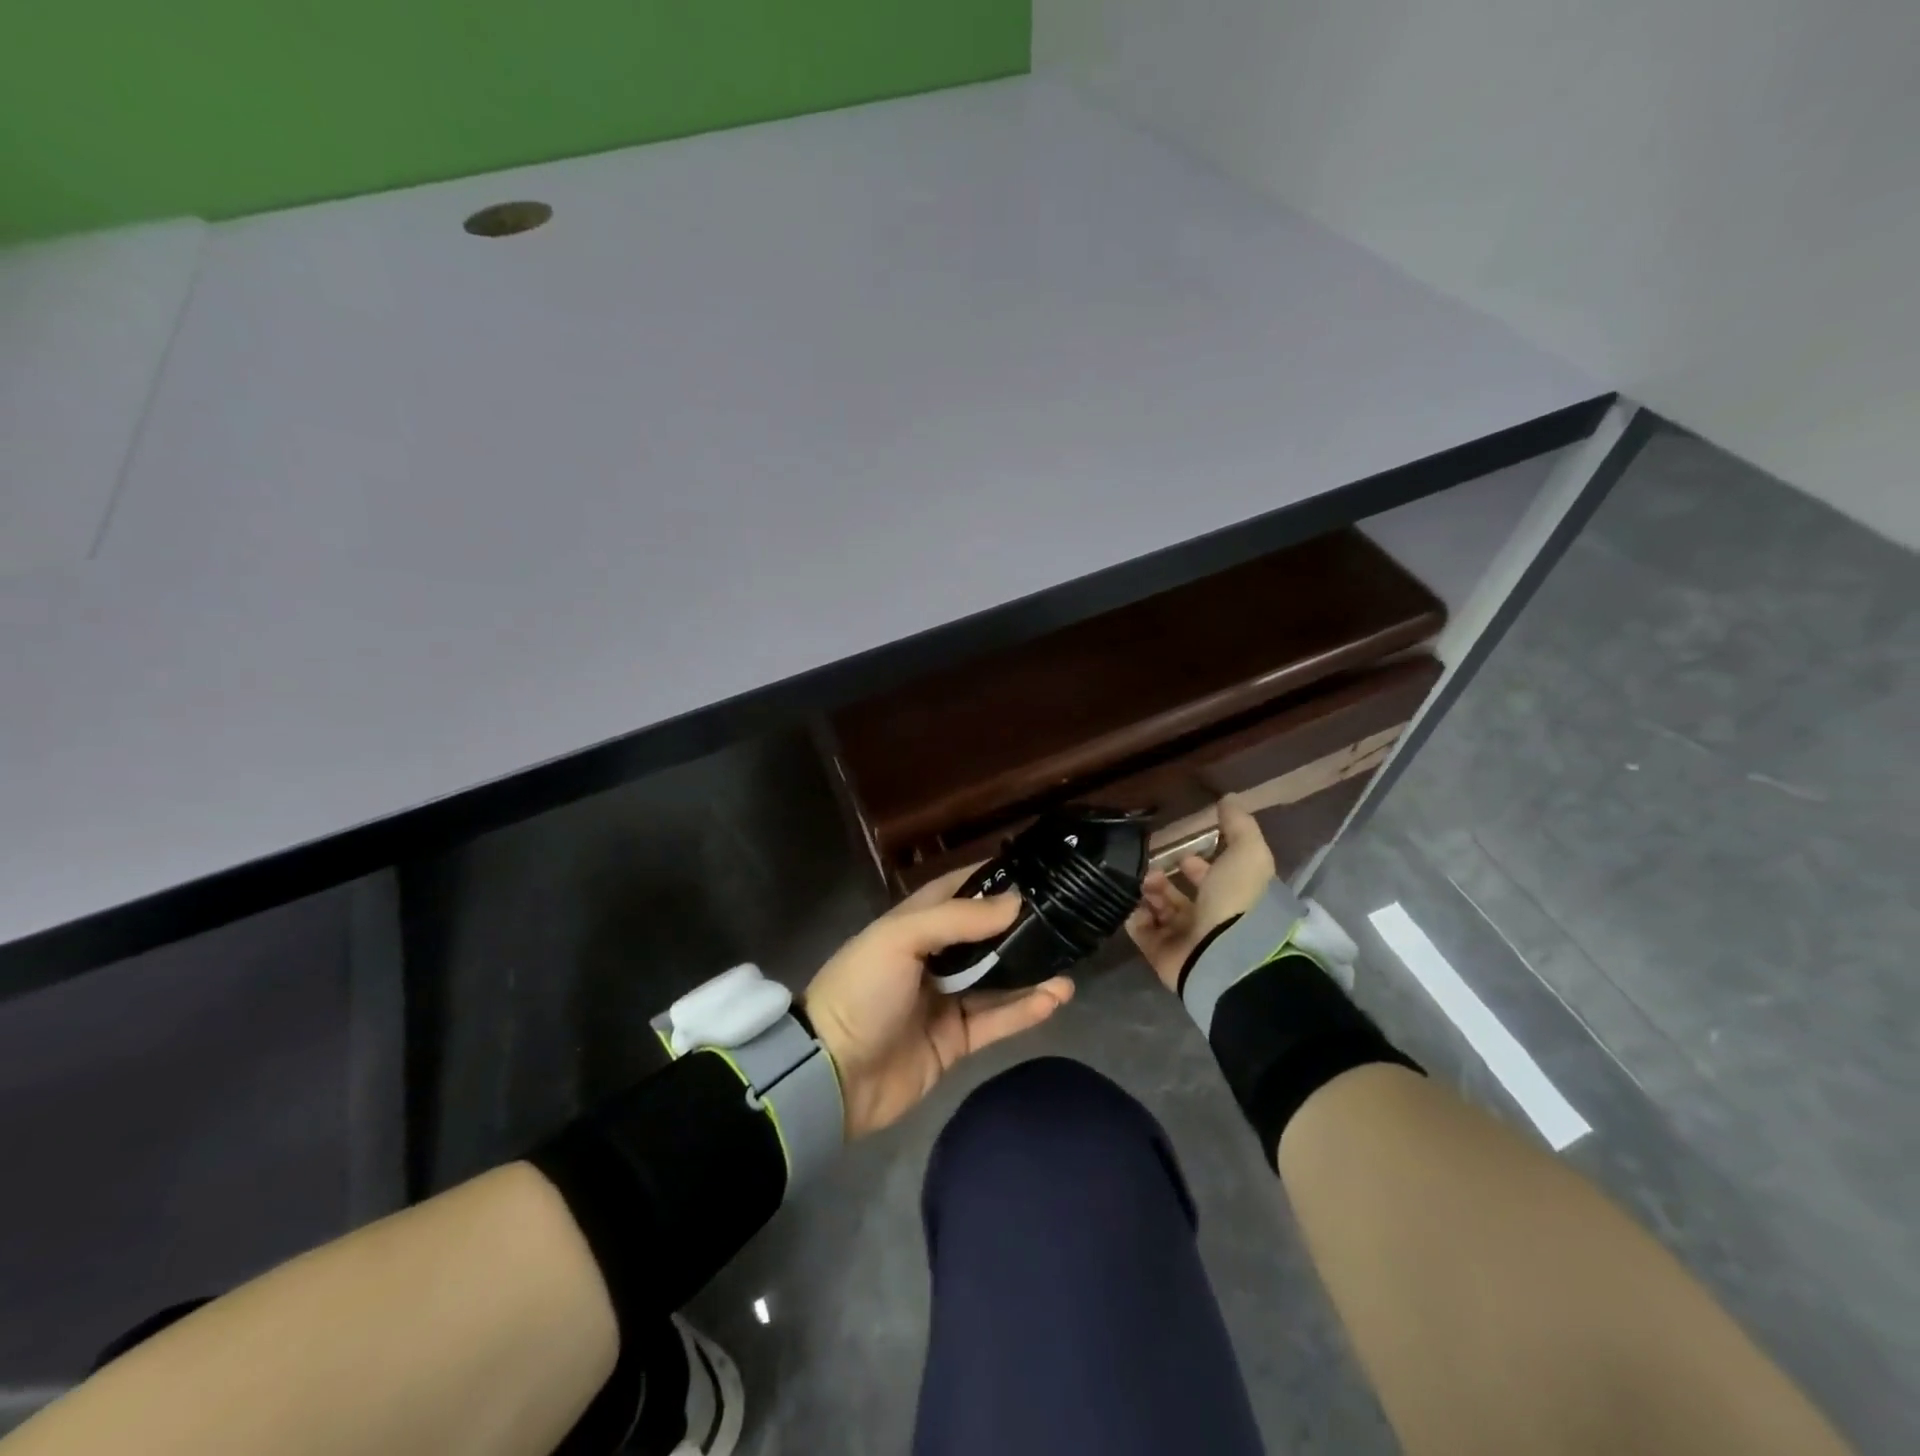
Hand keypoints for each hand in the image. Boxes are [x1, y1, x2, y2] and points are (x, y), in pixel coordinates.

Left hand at [804, 868, 1074, 1138]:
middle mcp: (932, 958)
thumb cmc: (862, 990)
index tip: (1033, 871)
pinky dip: (1025, 1010)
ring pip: (997, 980)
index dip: (990, 880)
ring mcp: (945, 1001)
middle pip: (984, 937)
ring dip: (1031, 972)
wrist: (832, 1075)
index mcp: (912, 926)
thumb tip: (1015, 901)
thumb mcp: (900, 939)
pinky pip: (997, 1021)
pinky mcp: (955, 1041)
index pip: (956, 891)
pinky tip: (1055, 997)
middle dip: (1020, 928)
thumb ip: (958, 919)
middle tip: (1064, 918)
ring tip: (1069, 963)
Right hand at [1127, 796, 1276, 990]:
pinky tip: (1135, 902)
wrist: (1223, 953)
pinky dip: (1136, 915)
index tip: (1182, 852)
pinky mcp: (1161, 953)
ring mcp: (1184, 938)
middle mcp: (1208, 919)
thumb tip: (1229, 798)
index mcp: (1231, 898)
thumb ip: (1239, 825)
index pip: (1210, 879)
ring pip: (1158, 910)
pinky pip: (1141, 930)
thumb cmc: (1238, 900)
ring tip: (1145, 882)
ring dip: (1149, 892)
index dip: (1197, 865)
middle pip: (1179, 896)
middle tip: (1151, 867)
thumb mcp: (1247, 853)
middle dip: (1163, 878)